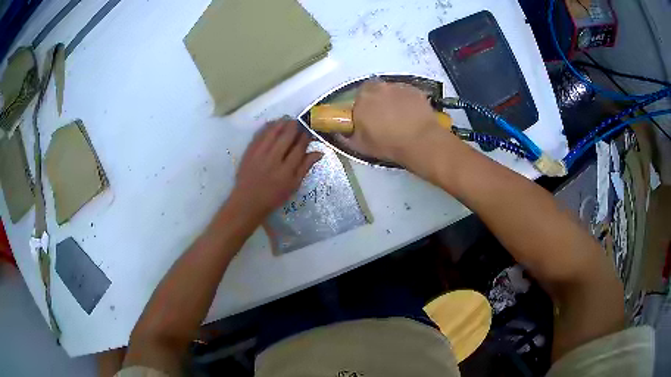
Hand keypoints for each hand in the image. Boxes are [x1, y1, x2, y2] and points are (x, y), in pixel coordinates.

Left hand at [230, 119, 321, 219]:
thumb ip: (306, 167)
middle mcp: (274, 159)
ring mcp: (260, 154)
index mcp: (287, 170)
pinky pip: (260, 134)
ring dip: (282, 123)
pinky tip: (274, 124)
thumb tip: (320, 151)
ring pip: (273, 131)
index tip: (308, 131)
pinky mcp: (250, 151)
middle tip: (299, 122)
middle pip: (287, 136)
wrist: (248, 201)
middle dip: (295, 126)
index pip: (300, 147)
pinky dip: (268, 126)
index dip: (306, 136)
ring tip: (288, 119)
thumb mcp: (294, 185)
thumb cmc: (274, 196)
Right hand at [349, 81, 448, 163]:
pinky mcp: (414, 90)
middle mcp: (378, 88)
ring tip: (399, 116)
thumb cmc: (388, 144)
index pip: (357, 99)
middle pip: (373, 90)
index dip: (362, 109)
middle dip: (376, 101)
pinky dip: (406, 101)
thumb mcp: (360, 146)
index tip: (367, 119)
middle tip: (383, 117)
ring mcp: (397, 87)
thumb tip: (339, 132)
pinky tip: (411, 114)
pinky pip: (405, 93)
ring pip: (390, 90)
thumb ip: (346, 136)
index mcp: (361, 100)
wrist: (421, 141)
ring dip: (391, 99)